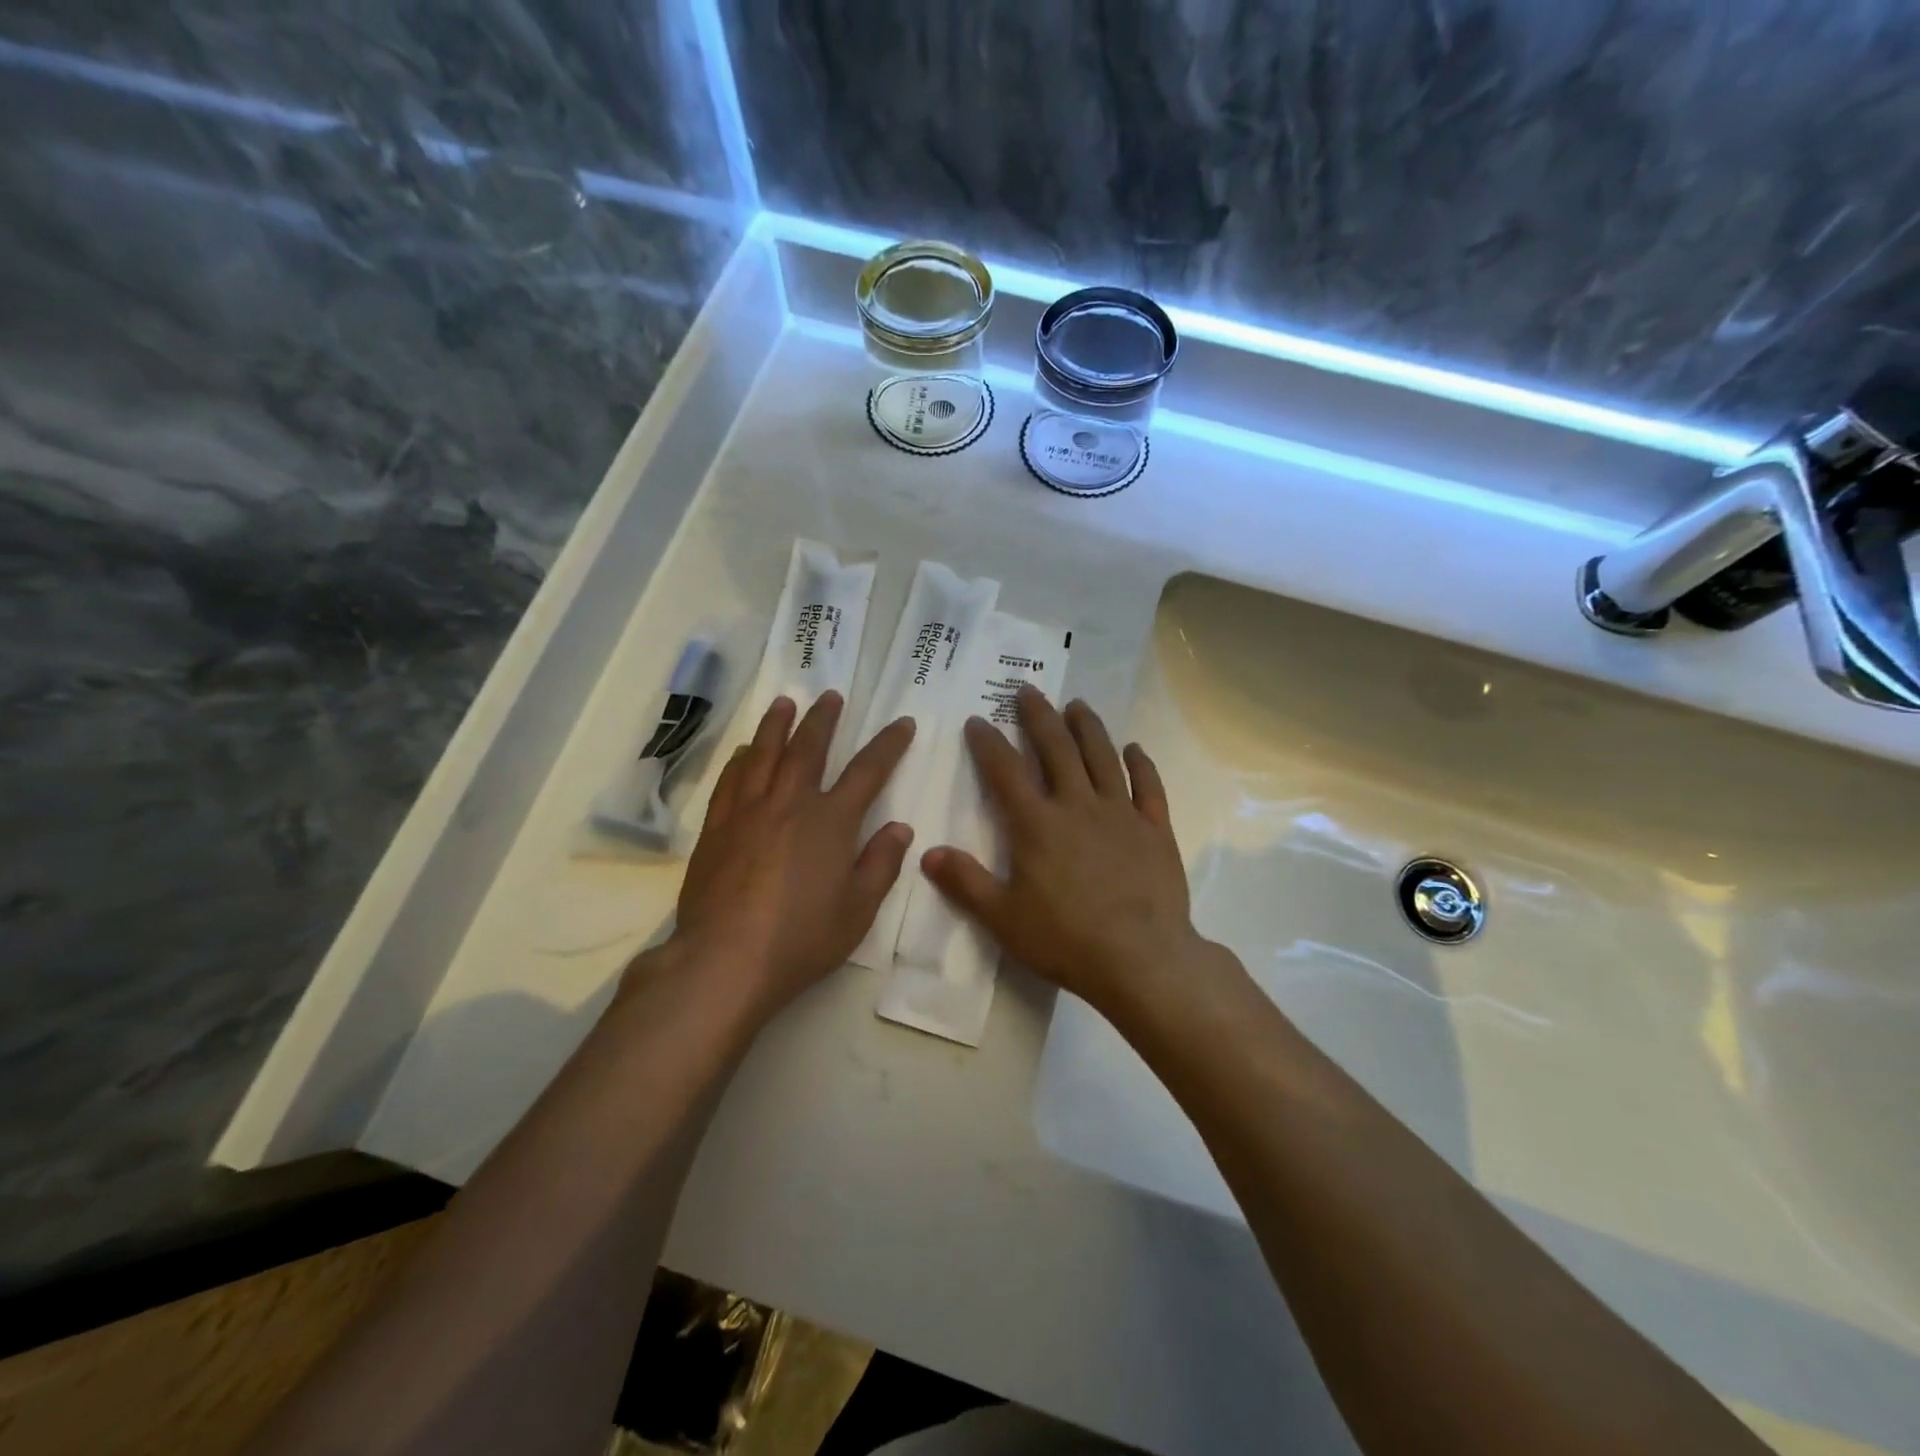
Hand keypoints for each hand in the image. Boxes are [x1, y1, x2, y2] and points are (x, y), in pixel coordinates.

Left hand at [663, 692, 915, 1017]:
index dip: (888, 744)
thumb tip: (899, 827)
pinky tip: (745, 752)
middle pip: (809, 749)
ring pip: (765, 755)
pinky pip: (730, 782)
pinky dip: (741, 761)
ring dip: (777, 726)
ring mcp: (748, 812)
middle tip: (830, 695)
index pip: (868, 771)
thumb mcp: (858, 910)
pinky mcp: (717, 829)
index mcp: (831, 822)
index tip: (902, 723)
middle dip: (823, 720)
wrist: (726, 959)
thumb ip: (881, 864)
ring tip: (784, 703)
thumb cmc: (802, 938)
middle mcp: (790, 804)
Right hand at [920, 687, 1212, 1015]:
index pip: (1005, 771)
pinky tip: (1134, 749)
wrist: (1141, 959)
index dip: (988, 743)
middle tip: (1028, 690)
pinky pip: (1148, 786)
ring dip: (1087, 727)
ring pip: (1102, 756)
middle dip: (1038, 716)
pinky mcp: (1155, 829)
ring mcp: (1121, 813)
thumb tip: (927, 853)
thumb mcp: (1003, 918)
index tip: (978, 720)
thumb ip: (965, 882)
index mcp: (1037, 824)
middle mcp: (1078, 805)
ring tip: (1077, 705)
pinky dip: (1141, 764)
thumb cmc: (1066, 940)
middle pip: (1056, 748)